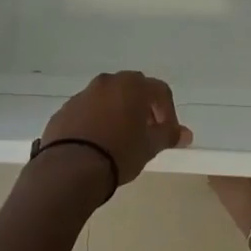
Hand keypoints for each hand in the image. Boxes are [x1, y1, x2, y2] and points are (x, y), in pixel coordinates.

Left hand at [41, 71, 192, 186]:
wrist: (70, 168)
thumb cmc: (119, 152)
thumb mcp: (149, 146)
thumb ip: (168, 135)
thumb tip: (186, 134)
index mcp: (132, 85)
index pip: (160, 91)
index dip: (168, 112)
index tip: (168, 134)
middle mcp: (108, 82)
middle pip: (132, 90)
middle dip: (142, 109)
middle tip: (146, 133)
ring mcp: (83, 94)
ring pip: (108, 99)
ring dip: (117, 113)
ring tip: (119, 140)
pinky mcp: (65, 111)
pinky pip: (87, 111)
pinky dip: (95, 122)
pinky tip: (96, 144)